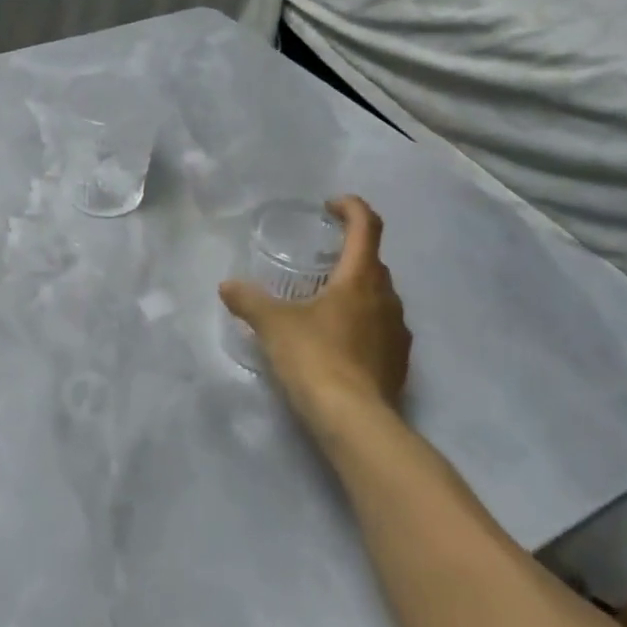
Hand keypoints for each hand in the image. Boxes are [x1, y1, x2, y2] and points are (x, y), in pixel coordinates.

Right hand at [220, 195, 411, 443]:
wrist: (355, 420)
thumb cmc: (315, 357)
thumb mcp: (273, 325)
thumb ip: (249, 300)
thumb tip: (227, 286)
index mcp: (360, 278)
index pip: (367, 227)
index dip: (352, 208)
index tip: (331, 206)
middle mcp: (387, 298)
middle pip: (373, 262)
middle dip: (348, 254)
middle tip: (318, 261)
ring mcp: (398, 331)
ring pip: (378, 296)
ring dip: (356, 290)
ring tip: (323, 303)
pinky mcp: (399, 361)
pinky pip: (381, 328)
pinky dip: (361, 322)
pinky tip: (337, 341)